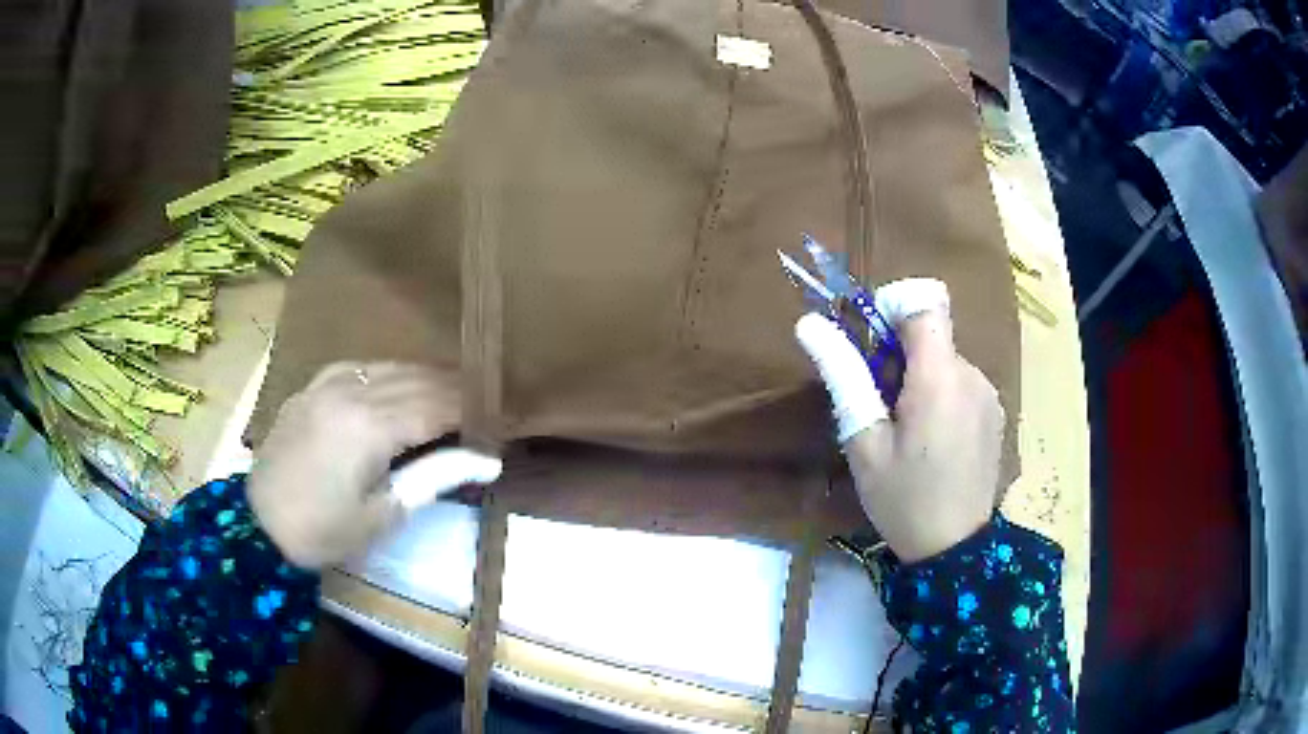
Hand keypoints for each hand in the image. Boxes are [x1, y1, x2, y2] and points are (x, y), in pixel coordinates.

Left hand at [249, 362, 499, 569]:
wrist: (258, 525)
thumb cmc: (324, 531)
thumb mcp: (384, 514)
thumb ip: (435, 477)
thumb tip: (489, 461)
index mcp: (370, 426)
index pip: (437, 404)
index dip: (472, 409)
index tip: (501, 418)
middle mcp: (350, 391)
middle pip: (416, 379)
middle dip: (455, 389)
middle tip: (484, 405)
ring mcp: (326, 383)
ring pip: (389, 366)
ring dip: (424, 377)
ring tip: (452, 392)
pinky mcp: (310, 387)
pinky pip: (358, 367)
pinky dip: (387, 373)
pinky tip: (397, 383)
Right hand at [795, 279, 1003, 561]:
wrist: (956, 551)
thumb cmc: (903, 499)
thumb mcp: (864, 442)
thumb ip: (843, 375)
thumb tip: (809, 324)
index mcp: (939, 377)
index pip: (926, 299)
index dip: (895, 304)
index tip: (873, 344)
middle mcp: (972, 373)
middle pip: (932, 335)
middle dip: (900, 357)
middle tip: (881, 410)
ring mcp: (989, 394)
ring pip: (946, 361)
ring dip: (920, 380)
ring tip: (907, 434)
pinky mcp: (995, 413)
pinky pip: (962, 384)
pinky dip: (941, 397)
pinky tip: (934, 444)